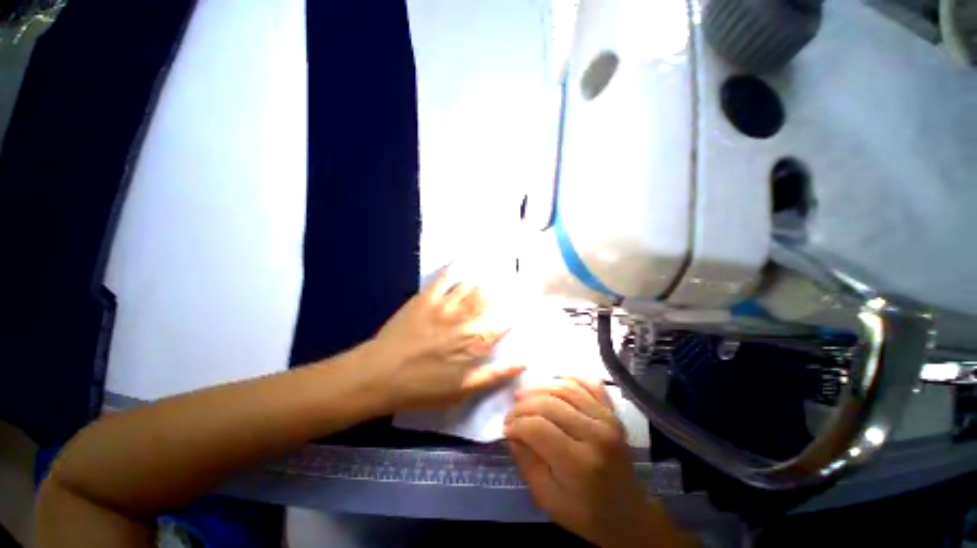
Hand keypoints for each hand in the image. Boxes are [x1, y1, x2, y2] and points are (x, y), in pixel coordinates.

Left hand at [365, 268, 523, 411]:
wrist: (379, 375)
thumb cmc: (422, 387)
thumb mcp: (462, 390)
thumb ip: (494, 375)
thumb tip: (523, 362)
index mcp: (474, 341)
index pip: (502, 324)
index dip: (511, 317)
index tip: (515, 314)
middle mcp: (464, 318)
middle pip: (489, 300)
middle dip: (501, 295)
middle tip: (507, 291)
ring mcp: (445, 304)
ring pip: (471, 287)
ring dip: (483, 282)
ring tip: (491, 278)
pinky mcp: (426, 297)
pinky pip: (444, 277)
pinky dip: (455, 268)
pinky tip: (461, 261)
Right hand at [505, 378, 690, 547]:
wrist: (628, 514)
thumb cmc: (584, 513)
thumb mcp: (546, 498)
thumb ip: (526, 461)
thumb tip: (512, 430)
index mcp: (579, 464)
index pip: (538, 427)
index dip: (516, 423)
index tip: (507, 427)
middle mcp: (596, 434)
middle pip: (550, 403)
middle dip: (524, 405)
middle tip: (512, 413)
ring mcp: (607, 419)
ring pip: (566, 387)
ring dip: (541, 387)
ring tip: (526, 396)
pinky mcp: (613, 412)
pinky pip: (588, 383)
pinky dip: (568, 379)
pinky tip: (555, 386)